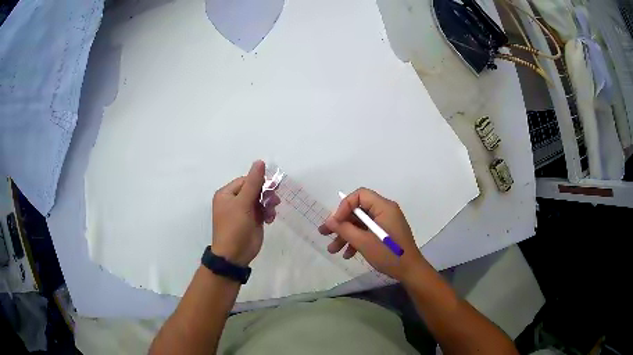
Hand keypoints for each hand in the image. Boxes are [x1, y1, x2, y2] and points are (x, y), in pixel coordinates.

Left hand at [211, 161, 279, 266]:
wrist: (235, 255)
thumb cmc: (234, 227)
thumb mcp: (243, 204)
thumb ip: (253, 183)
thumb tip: (260, 161)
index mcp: (227, 194)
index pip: (245, 180)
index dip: (259, 182)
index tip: (272, 187)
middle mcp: (234, 201)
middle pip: (254, 189)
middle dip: (265, 194)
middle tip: (274, 199)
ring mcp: (244, 211)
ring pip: (260, 200)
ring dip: (268, 204)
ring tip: (271, 212)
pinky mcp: (252, 220)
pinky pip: (263, 210)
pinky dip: (268, 213)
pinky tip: (270, 219)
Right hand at [319, 188, 426, 281]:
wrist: (410, 271)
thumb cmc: (388, 254)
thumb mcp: (364, 242)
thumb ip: (345, 229)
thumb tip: (330, 221)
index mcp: (384, 207)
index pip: (359, 195)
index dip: (344, 207)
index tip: (335, 223)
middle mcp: (385, 211)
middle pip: (358, 210)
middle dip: (341, 223)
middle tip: (324, 233)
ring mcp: (386, 223)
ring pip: (361, 223)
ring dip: (346, 235)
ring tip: (332, 249)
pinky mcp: (386, 233)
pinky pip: (367, 231)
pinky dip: (357, 240)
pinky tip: (347, 254)